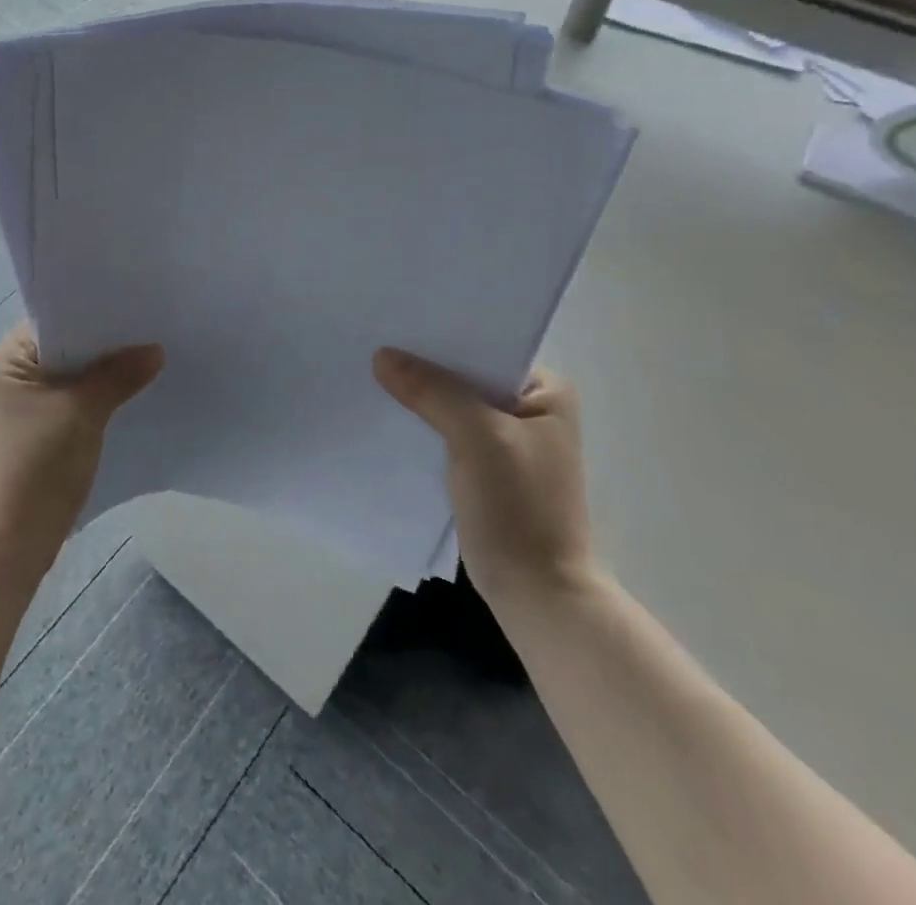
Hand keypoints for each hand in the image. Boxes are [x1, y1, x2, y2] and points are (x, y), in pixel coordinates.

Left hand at [0, 325, 164, 567]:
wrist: (12, 541)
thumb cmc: (39, 464)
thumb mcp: (82, 411)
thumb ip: (119, 375)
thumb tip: (156, 350)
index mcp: (8, 359)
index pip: (56, 320)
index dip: (95, 315)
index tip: (136, 306)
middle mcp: (12, 376)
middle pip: (67, 348)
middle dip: (106, 345)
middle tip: (153, 329)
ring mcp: (26, 405)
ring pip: (74, 376)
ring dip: (105, 372)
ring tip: (151, 357)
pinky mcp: (41, 430)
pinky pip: (75, 400)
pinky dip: (100, 396)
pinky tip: (133, 393)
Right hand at [373, 350, 594, 606]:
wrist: (536, 594)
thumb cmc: (520, 507)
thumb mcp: (477, 437)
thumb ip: (431, 391)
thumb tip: (382, 354)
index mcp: (545, 391)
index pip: (485, 347)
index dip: (441, 336)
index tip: (396, 321)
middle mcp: (528, 408)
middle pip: (465, 374)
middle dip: (424, 365)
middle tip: (373, 342)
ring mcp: (505, 440)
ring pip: (452, 403)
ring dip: (419, 395)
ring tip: (370, 371)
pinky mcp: (483, 467)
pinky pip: (445, 431)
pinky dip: (421, 424)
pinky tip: (386, 413)